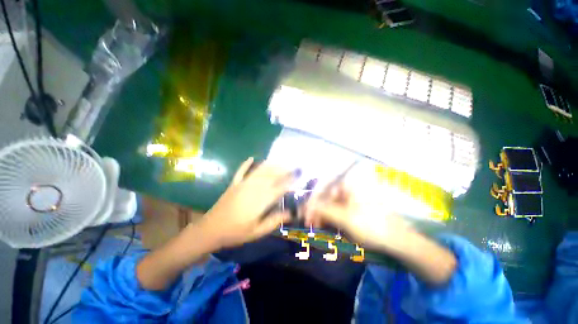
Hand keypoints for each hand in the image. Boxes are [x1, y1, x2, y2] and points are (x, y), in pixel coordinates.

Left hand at [199, 157, 296, 248]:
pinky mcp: (233, 184)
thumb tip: (290, 214)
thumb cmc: (236, 233)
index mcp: (260, 201)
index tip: (297, 176)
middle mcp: (253, 189)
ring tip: (279, 160)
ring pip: (259, 171)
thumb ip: (274, 221)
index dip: (289, 181)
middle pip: (271, 176)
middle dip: (283, 170)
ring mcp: (242, 185)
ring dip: (270, 165)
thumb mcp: (257, 232)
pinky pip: (241, 171)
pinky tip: (251, 157)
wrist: (210, 230)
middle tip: (292, 165)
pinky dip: (246, 164)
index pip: (279, 188)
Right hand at [304, 183, 411, 250]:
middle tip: (310, 223)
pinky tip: (327, 225)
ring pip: (332, 204)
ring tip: (317, 226)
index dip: (312, 200)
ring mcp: (352, 198)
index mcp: (348, 185)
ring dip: (323, 214)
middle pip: (327, 196)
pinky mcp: (354, 208)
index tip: (305, 212)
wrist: (398, 240)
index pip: (323, 187)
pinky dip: (331, 217)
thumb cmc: (370, 225)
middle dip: (317, 209)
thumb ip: (323, 209)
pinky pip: (338, 210)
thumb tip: (307, 206)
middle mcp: (349, 188)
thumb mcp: (344, 217)